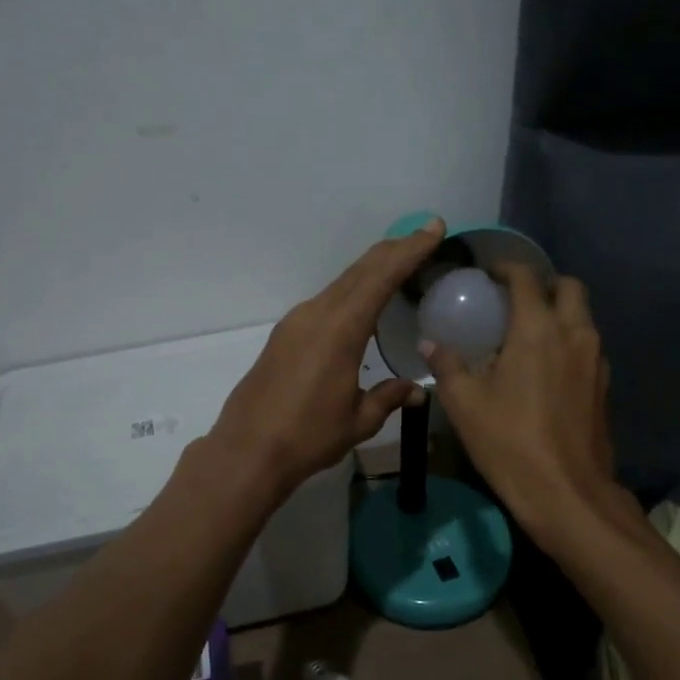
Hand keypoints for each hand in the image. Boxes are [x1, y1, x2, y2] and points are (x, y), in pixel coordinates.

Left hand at [211, 219, 444, 497]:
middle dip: (394, 250)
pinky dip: (352, 289)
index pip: (381, 277)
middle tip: (424, 235)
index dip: (409, 250)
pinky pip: (327, 300)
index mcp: (340, 329)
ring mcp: (296, 322)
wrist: (247, 451)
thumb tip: (416, 390)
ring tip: (400, 262)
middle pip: (360, 270)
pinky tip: (363, 301)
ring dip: (372, 269)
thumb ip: (388, 397)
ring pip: (341, 283)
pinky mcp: (285, 335)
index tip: (432, 228)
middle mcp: (316, 314)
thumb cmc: (308, 437)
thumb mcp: (358, 420)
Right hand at [424, 264, 624, 542]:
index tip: (488, 272)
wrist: (567, 493)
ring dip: (560, 311)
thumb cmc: (510, 442)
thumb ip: (447, 365)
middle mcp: (574, 334)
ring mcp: (595, 359)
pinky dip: (569, 339)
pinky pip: (587, 344)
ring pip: (583, 316)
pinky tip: (545, 365)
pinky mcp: (604, 385)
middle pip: (569, 287)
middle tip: (514, 298)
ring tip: (527, 330)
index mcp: (538, 329)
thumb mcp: (465, 404)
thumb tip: (429, 343)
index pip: (526, 278)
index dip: (506, 267)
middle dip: (543, 283)